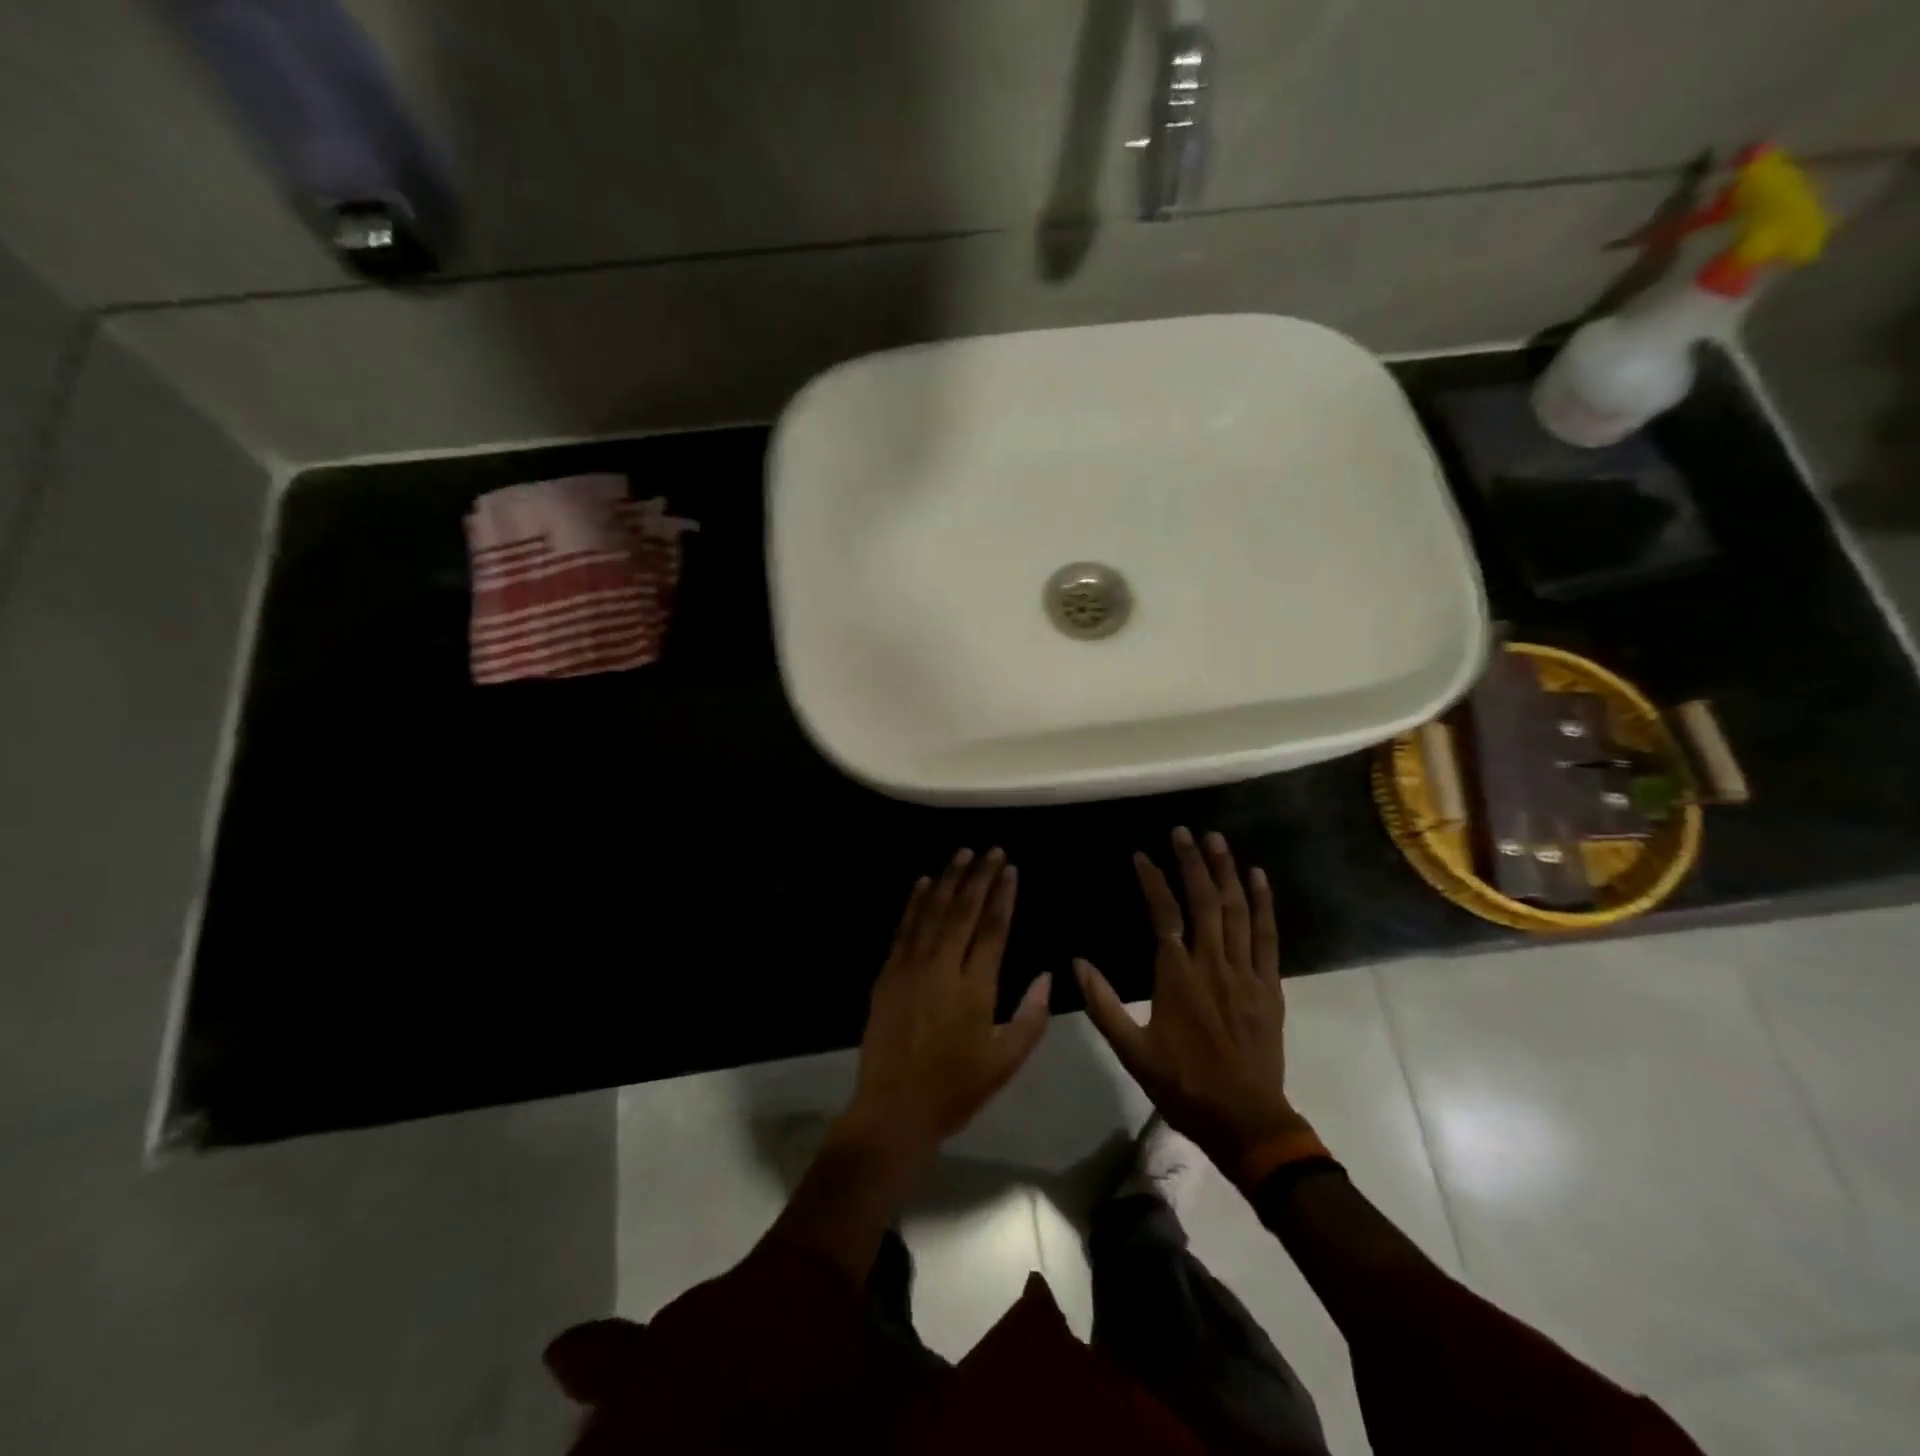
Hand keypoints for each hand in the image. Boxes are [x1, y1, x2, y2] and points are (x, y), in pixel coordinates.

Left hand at [840, 848, 1051, 1167]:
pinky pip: (904, 929)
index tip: (1011, 869)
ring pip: (933, 912)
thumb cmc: (956, 1089)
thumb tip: (1048, 977)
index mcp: (976, 988)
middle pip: (964, 911)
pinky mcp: (888, 974)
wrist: (894, 1109)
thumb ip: (1031, 1017)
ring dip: (949, 880)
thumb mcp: (1005, 1062)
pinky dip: (915, 902)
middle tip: (992, 850)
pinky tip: (923, 882)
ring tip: (963, 854)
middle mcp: (943, 968)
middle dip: (980, 877)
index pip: (993, 929)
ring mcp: (911, 968)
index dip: (1003, 896)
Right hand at [1076, 827, 1311, 1185]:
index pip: (1164, 914)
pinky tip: (1257, 878)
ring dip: (1226, 872)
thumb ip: (1103, 1005)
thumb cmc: (1184, 1085)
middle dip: (1192, 862)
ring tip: (1217, 840)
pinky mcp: (1269, 985)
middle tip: (1183, 831)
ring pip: (1237, 911)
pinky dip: (1263, 904)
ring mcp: (1245, 972)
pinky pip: (1267, 936)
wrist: (1246, 1121)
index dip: (1153, 880)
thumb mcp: (1132, 1052)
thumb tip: (1077, 963)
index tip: (1142, 855)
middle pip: (1204, 901)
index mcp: (1177, 976)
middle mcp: (1212, 964)